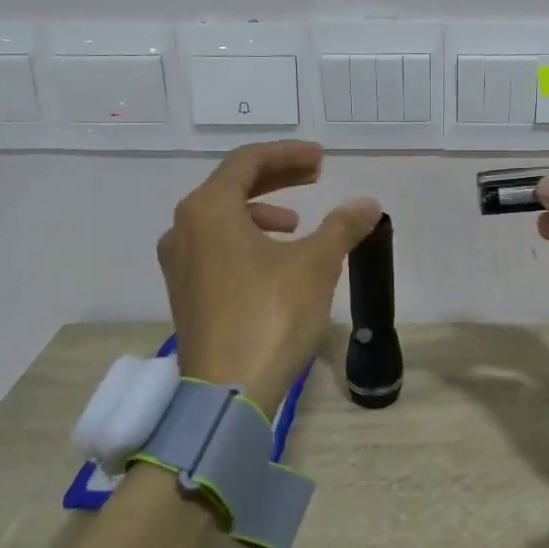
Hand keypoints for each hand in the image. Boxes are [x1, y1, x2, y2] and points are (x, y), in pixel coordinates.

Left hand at [158, 141, 382, 412]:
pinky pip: (216, 246)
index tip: (321, 159)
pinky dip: (248, 238)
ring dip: (263, 210)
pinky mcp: (186, 292)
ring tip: (298, 224)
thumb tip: (368, 204)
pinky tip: (275, 260)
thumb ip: (342, 225)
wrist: (227, 393)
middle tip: (316, 176)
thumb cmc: (270, 314)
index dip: (288, 154)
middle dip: (278, 178)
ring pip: (223, 217)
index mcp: (208, 209)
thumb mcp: (316, 263)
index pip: (248, 161)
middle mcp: (184, 228)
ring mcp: (180, 263)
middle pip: (233, 185)